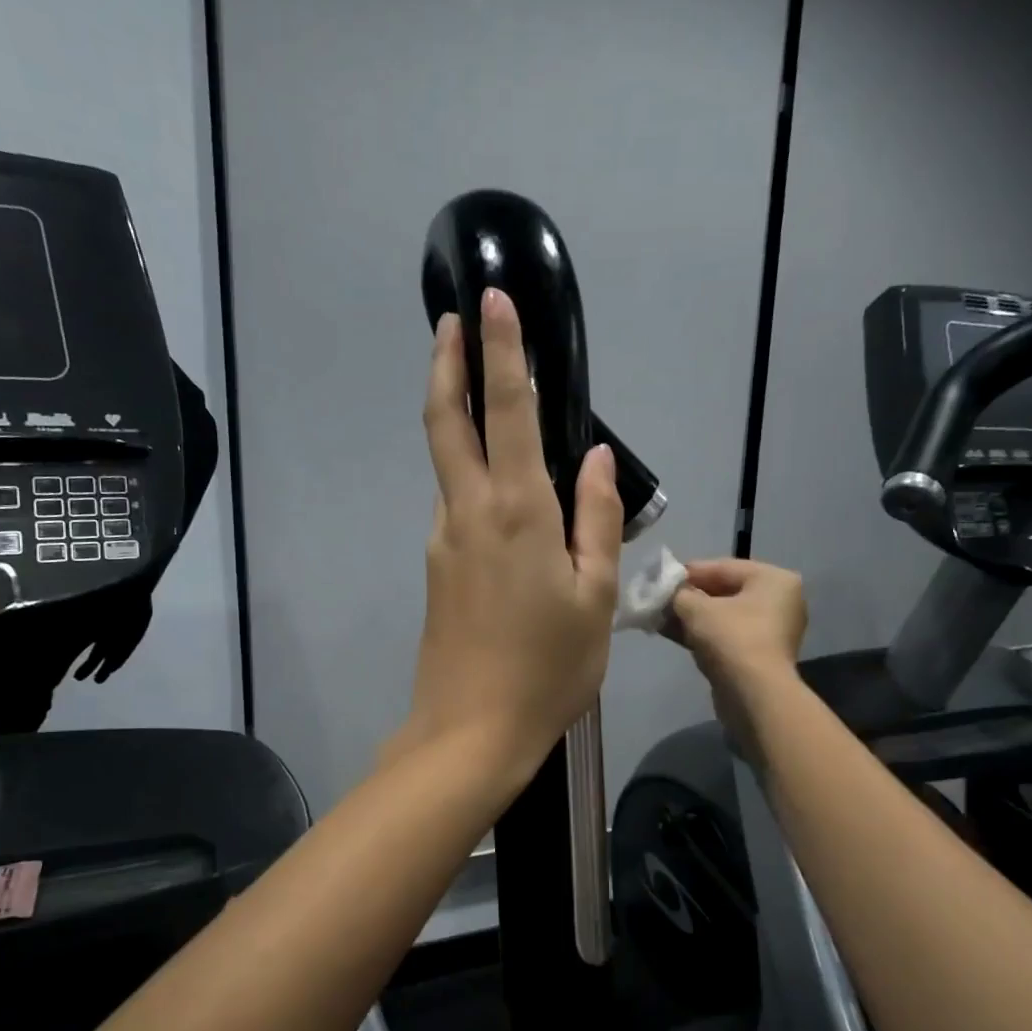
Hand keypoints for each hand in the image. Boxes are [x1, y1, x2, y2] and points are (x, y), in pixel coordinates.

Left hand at [390, 289, 622, 780]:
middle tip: (449, 323)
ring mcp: (443, 540)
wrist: (472, 730)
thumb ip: (595, 518)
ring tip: (479, 395)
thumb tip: (594, 456)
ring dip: (454, 419)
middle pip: (445, 422)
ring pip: (447, 465)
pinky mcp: (436, 568)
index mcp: (518, 512)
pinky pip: (455, 506)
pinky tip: (497, 491)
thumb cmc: (549, 668)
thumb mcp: (595, 595)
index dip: (499, 352)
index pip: (504, 410)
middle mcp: (469, 513)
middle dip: (445, 364)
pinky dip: (469, 475)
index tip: (489, 300)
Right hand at [668, 559, 807, 758]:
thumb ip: (679, 594)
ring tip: (658, 617)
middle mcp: (779, 601)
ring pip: (722, 617)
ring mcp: (770, 631)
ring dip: (690, 617)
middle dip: (688, 597)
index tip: (661, 577)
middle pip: (724, 592)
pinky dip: (700, 634)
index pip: (723, 567)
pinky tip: (670, 633)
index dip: (689, 572)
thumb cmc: (731, 638)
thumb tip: (668, 592)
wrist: (754, 694)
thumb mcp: (696, 608)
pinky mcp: (758, 656)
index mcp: (773, 579)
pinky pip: (725, 636)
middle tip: (658, 599)